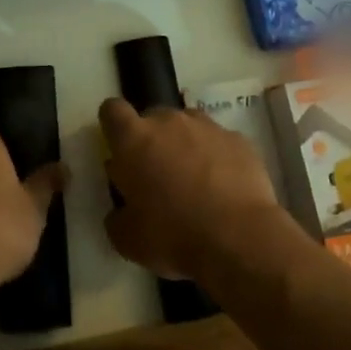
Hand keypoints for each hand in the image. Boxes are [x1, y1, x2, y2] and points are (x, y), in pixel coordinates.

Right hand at [99, 98, 291, 283]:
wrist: (239, 238)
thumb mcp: (127, 239)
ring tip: (194, 181)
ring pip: (188, 126)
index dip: (113, 126)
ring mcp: (207, 127)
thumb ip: (117, 216)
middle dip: (152, 140)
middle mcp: (169, 121)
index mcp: (134, 139)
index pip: (112, 110)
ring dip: (185, 145)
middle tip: (157, 175)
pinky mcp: (239, 140)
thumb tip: (122, 209)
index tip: (118, 148)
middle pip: (153, 117)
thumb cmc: (173, 235)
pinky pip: (219, 142)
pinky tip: (224, 188)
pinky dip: (217, 158)